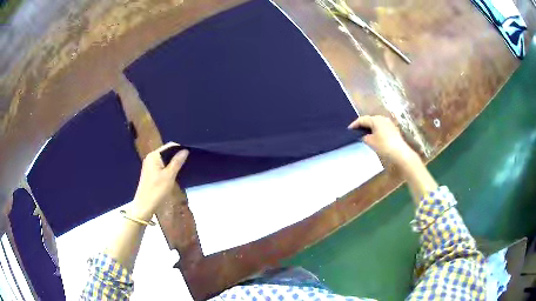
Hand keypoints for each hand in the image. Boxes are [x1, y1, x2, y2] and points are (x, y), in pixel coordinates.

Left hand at [130, 142, 188, 219]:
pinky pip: (162, 166)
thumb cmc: (156, 190)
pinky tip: (175, 175)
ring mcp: (150, 166)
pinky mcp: (150, 173)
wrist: (144, 206)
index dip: (180, 149)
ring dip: (174, 163)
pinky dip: (169, 169)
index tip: (191, 155)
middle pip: (167, 152)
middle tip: (189, 162)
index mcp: (154, 156)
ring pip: (165, 160)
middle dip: (177, 156)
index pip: (169, 146)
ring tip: (184, 168)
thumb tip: (185, 150)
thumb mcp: (169, 176)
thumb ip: (177, 162)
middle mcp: (151, 158)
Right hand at [348, 115, 418, 166]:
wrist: (400, 153)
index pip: (362, 119)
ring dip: (369, 128)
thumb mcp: (370, 142)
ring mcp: (389, 123)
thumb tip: (362, 135)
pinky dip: (375, 131)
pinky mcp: (393, 129)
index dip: (354, 125)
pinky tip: (374, 137)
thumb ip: (363, 137)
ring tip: (363, 135)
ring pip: (375, 124)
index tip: (348, 130)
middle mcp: (382, 118)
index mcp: (375, 119)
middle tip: (355, 132)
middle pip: (369, 120)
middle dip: (362, 125)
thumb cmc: (384, 146)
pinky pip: (381, 127)